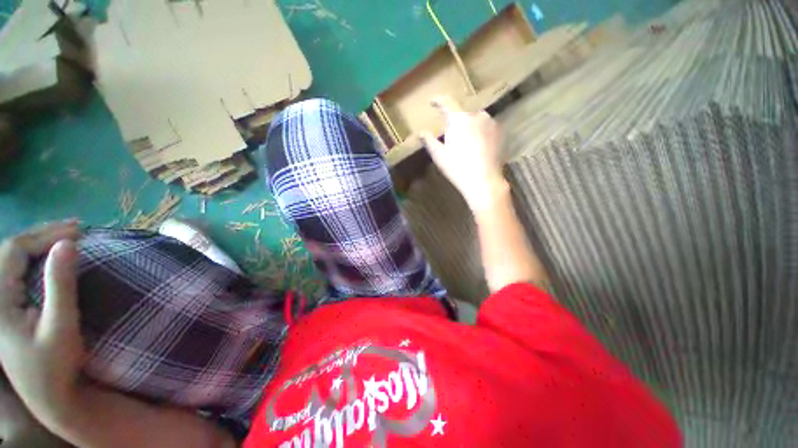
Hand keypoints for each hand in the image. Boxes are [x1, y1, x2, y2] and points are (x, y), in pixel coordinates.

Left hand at [0, 221, 83, 429]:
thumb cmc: (56, 364)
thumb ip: (61, 285)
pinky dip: (37, 256)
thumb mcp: (61, 326)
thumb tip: (67, 244)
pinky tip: (52, 254)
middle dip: (42, 234)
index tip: (79, 230)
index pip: (14, 251)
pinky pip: (18, 270)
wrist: (50, 395)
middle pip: (10, 250)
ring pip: (13, 258)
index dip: (44, 235)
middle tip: (77, 227)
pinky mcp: (9, 306)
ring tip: (67, 234)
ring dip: (40, 242)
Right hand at [421, 95, 507, 210]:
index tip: (433, 102)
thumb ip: (429, 140)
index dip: (438, 101)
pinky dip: (479, 133)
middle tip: (451, 137)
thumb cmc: (457, 168)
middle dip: (455, 122)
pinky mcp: (499, 132)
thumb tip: (421, 132)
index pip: (446, 102)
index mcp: (458, 119)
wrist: (484, 181)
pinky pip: (485, 127)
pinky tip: (477, 147)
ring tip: (465, 144)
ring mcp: (490, 122)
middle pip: (461, 114)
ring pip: (474, 120)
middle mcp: (476, 115)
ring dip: (468, 127)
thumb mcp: (439, 155)